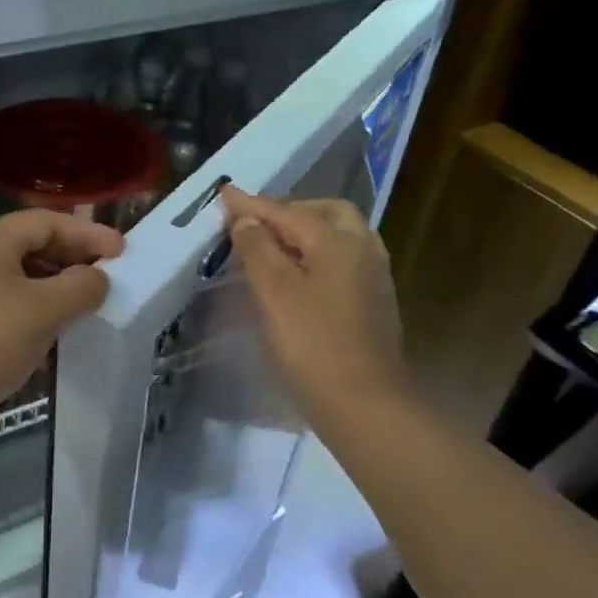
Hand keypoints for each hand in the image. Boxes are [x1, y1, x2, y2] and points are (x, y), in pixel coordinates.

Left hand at [0, 210, 123, 440]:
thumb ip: (81, 286)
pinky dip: (40, 310)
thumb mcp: (44, 309)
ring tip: (90, 303)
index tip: (122, 252)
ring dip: (58, 286)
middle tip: (109, 275)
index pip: (46, 221)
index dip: (87, 232)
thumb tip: (97, 279)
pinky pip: (12, 304)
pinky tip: (59, 332)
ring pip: (23, 277)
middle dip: (74, 257)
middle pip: (33, 244)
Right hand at [220, 186, 412, 430]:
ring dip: (305, 232)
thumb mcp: (273, 292)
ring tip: (272, 245)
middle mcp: (363, 249)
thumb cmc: (312, 344)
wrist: (365, 405)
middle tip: (255, 222)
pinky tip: (298, 275)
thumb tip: (246, 218)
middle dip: (289, 210)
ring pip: (339, 236)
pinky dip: (317, 254)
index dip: (250, 204)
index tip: (223, 192)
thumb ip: (257, 248)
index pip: (286, 212)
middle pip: (325, 213)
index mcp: (338, 241)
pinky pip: (343, 261)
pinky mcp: (374, 303)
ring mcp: (374, 277)